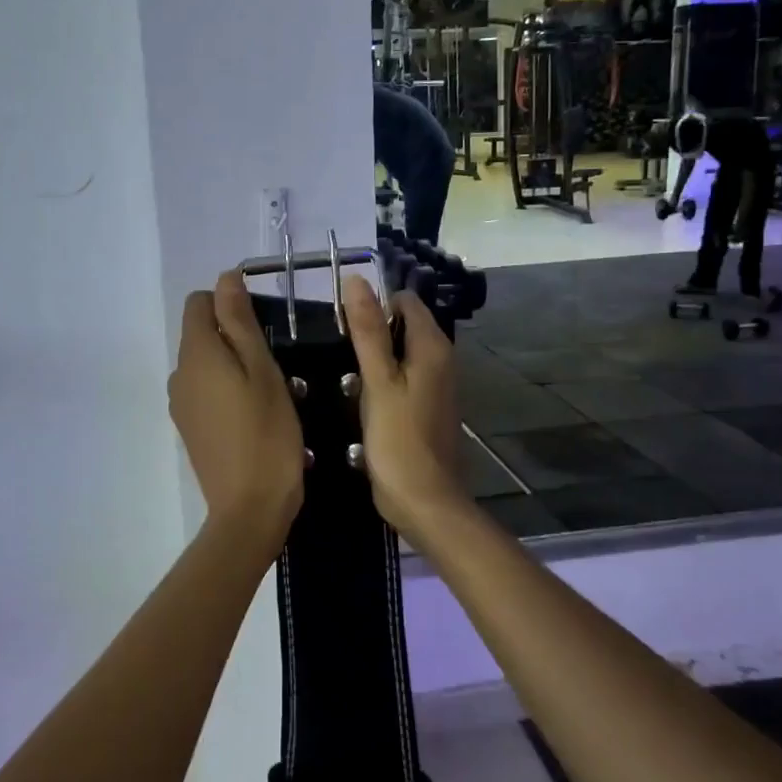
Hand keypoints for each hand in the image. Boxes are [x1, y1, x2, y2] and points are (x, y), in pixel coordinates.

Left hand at [169, 272, 304, 547]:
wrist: (250, 508)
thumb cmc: (267, 433)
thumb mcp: (262, 370)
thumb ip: (240, 322)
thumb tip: (224, 278)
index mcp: (195, 354)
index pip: (198, 302)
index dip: (229, 301)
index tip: (264, 324)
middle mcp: (178, 374)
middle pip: (200, 332)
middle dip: (234, 334)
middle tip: (274, 362)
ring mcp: (181, 404)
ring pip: (205, 363)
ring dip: (232, 363)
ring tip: (269, 390)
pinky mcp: (189, 427)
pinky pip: (204, 390)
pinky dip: (225, 388)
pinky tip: (253, 414)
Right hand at [342, 275, 467, 544]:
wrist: (425, 501)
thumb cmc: (398, 439)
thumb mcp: (377, 381)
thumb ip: (367, 330)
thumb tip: (356, 280)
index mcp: (432, 347)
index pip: (405, 301)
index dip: (374, 303)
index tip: (343, 322)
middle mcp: (441, 359)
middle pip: (404, 325)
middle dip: (372, 330)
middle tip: (339, 350)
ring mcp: (437, 385)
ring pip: (402, 353)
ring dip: (375, 357)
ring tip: (345, 373)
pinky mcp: (427, 406)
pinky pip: (403, 377)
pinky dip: (383, 379)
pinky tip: (360, 396)